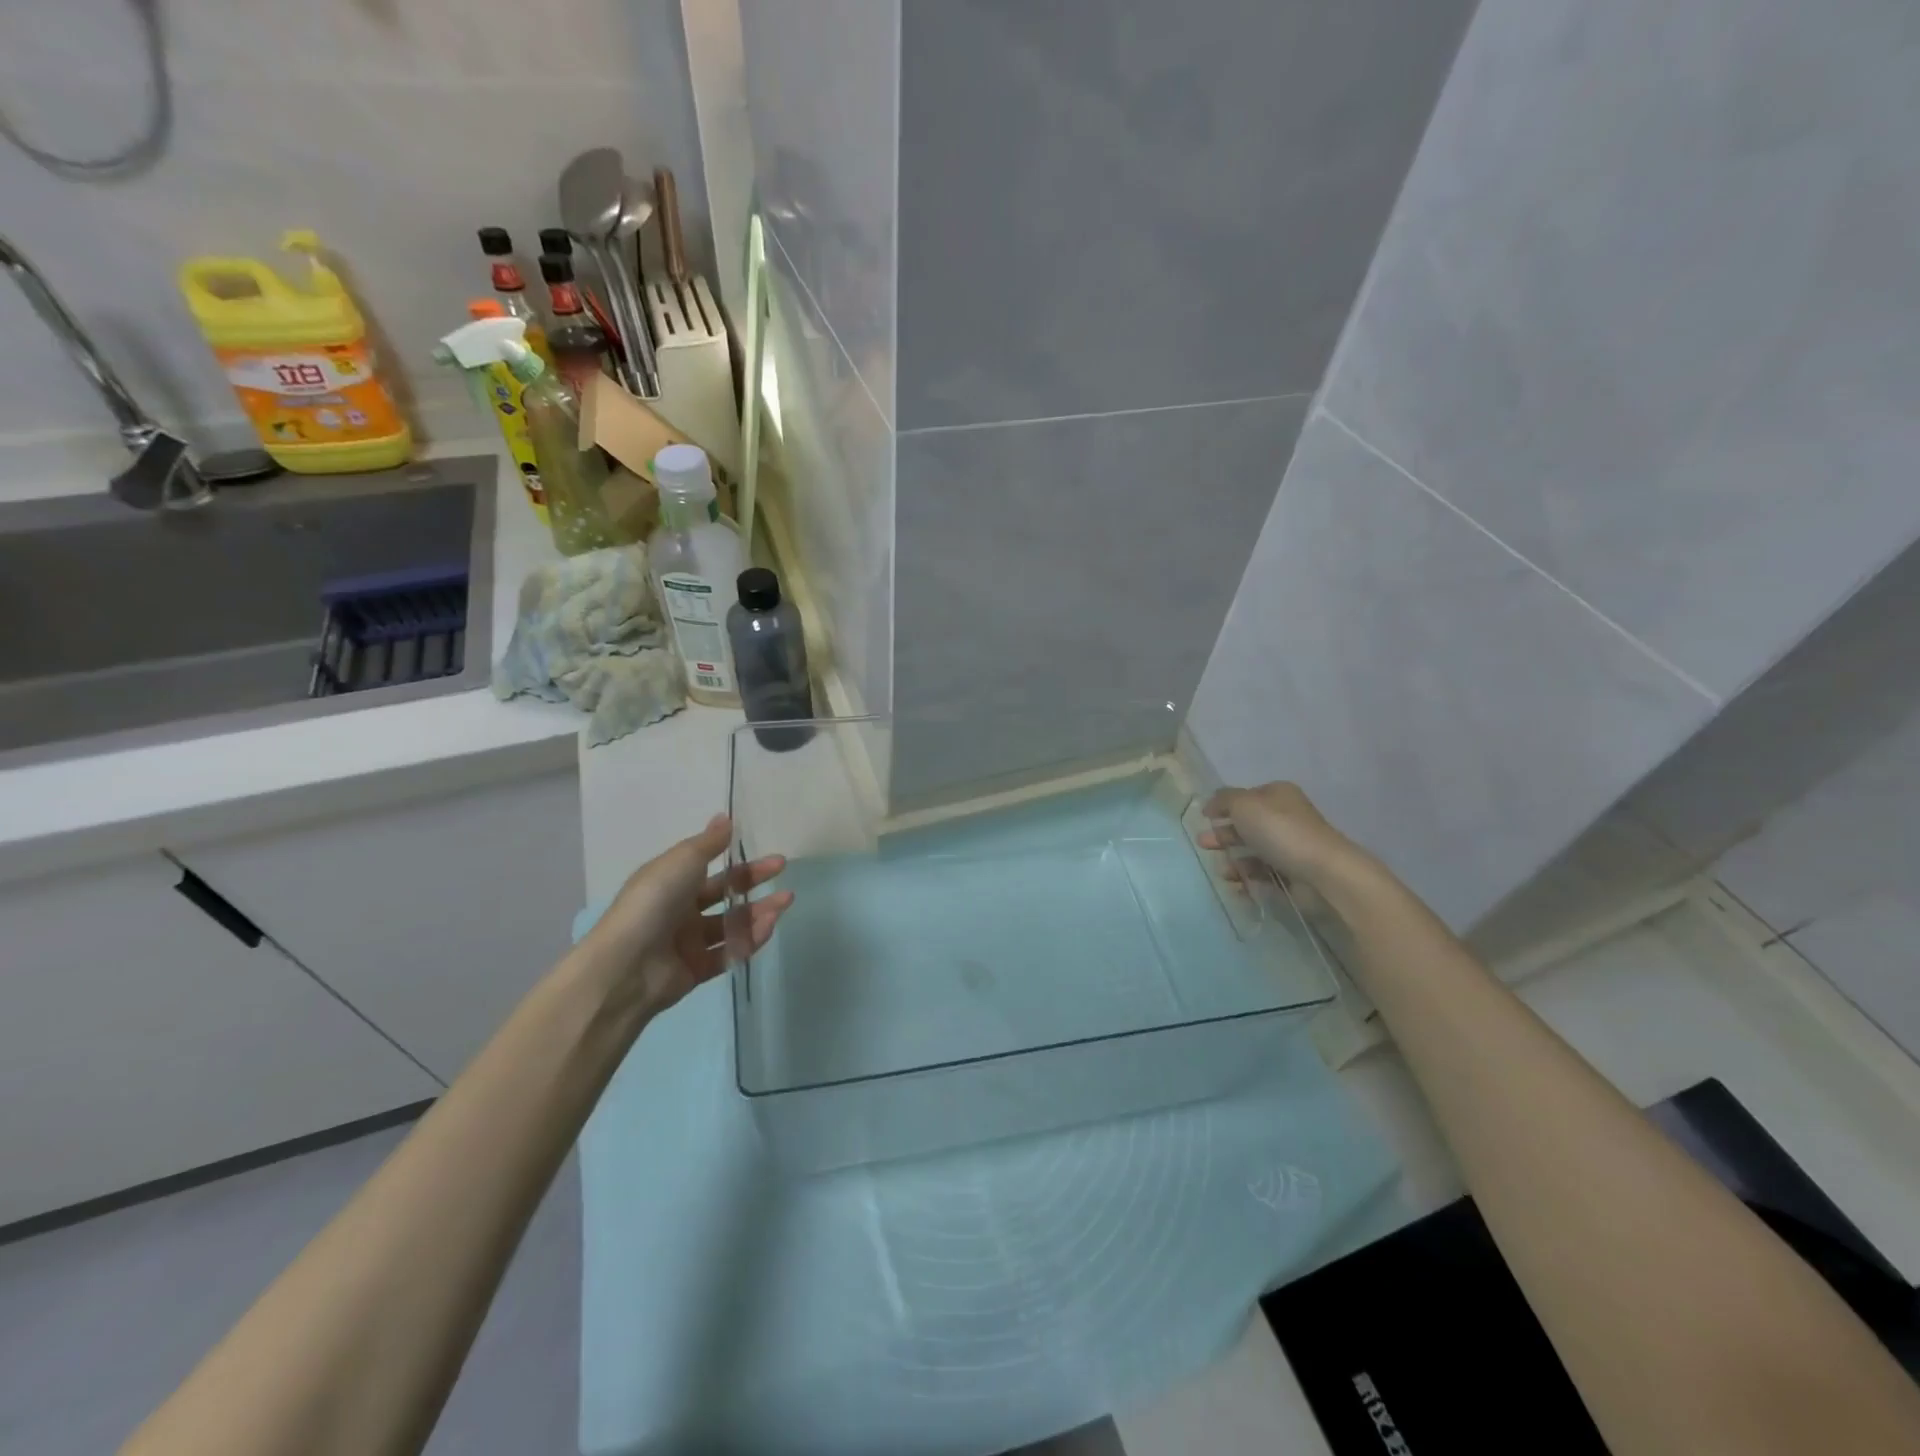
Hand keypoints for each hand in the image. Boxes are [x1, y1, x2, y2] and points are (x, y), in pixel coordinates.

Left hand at [580, 814, 792, 1015]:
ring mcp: (687, 942)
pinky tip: (769, 926)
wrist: (627, 966)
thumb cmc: (653, 902)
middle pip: (724, 895)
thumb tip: (725, 817)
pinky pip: (729, 952)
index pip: (712, 868)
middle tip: (783, 875)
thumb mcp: (682, 861)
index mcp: (670, 882)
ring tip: (785, 902)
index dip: (739, 860)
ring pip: (731, 924)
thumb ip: (708, 842)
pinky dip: (750, 940)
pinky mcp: (696, 970)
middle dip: (754, 883)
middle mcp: (679, 910)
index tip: (768, 853)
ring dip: (759, 912)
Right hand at [1199, 781, 1358, 892]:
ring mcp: (1290, 846)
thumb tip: (1212, 804)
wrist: (1322, 871)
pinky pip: (1264, 873)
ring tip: (1223, 872)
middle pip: (1246, 824)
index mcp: (1277, 795)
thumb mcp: (1244, 804)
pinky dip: (1248, 878)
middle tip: (1203, 844)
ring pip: (1253, 851)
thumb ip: (1223, 800)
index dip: (1223, 806)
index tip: (1205, 819)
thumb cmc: (1279, 830)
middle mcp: (1285, 817)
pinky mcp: (1293, 872)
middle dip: (1223, 835)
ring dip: (1233, 860)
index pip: (1245, 797)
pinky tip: (1237, 885)